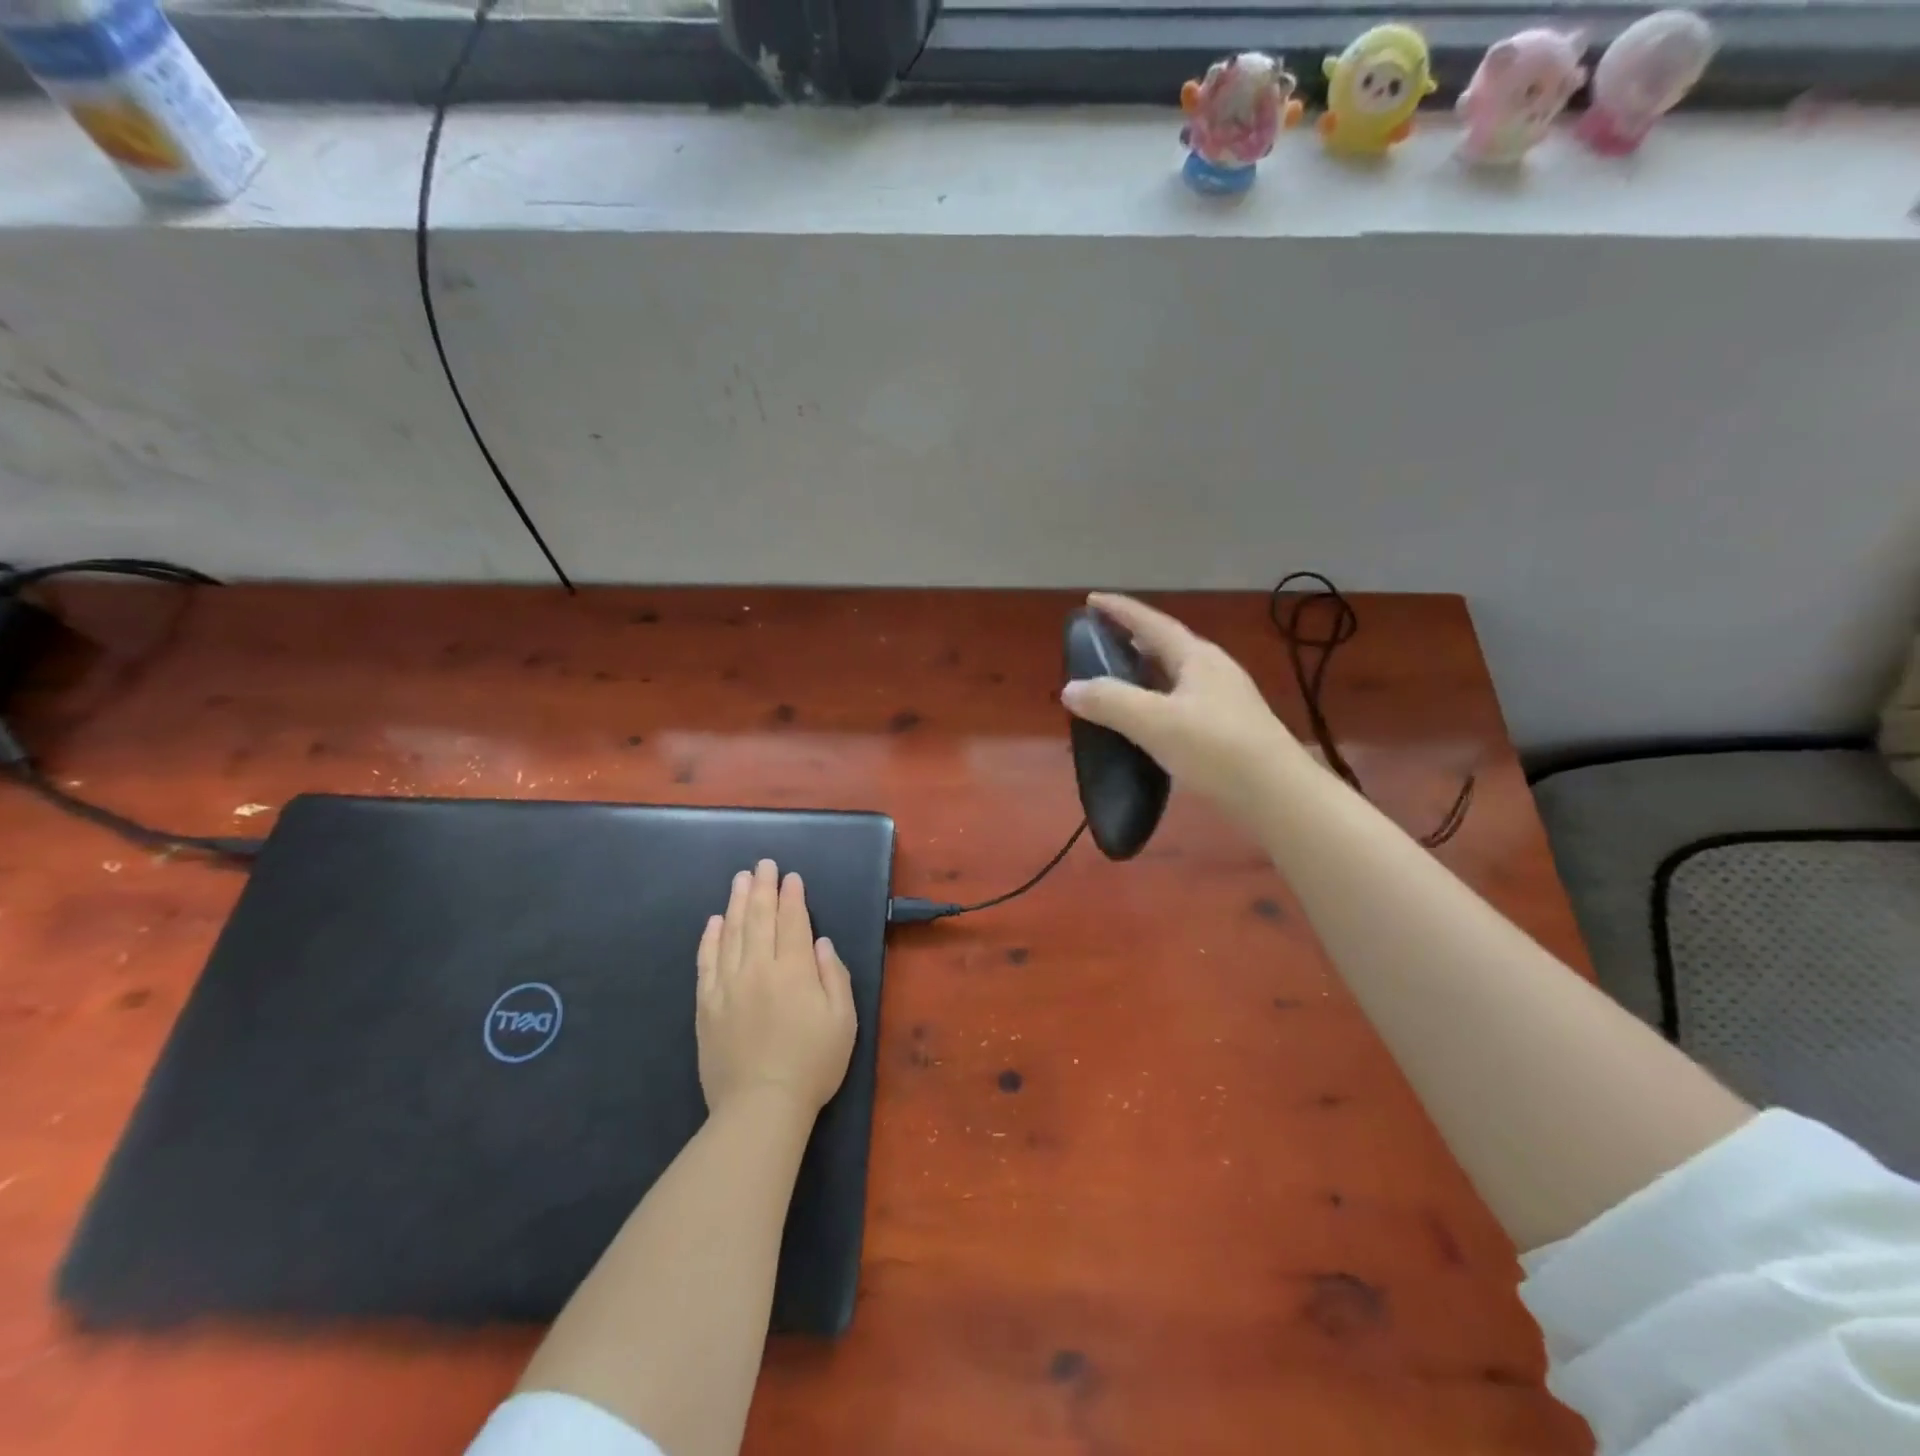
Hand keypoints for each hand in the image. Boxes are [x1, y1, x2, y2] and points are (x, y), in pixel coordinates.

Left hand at [696, 860, 855, 1119]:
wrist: (760, 1107)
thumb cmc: (812, 1064)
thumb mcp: (843, 1020)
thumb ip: (835, 976)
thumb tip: (821, 943)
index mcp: (795, 971)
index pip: (792, 922)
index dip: (792, 896)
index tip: (791, 876)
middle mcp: (758, 969)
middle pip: (759, 918)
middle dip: (763, 887)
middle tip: (763, 864)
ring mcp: (728, 985)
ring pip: (731, 933)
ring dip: (736, 902)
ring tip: (740, 879)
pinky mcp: (706, 1005)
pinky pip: (706, 961)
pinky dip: (710, 937)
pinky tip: (714, 921)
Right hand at [1061, 592, 1302, 821]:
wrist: (1277, 796)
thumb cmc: (1216, 749)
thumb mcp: (1155, 722)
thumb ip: (1110, 702)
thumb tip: (1071, 688)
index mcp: (1196, 658)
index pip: (1151, 623)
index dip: (1120, 610)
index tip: (1091, 600)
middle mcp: (1212, 671)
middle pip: (1165, 646)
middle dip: (1131, 641)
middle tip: (1098, 643)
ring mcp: (1224, 701)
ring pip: (1174, 677)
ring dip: (1143, 674)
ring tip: (1114, 681)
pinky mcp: (1227, 730)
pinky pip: (1181, 704)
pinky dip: (1155, 703)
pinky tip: (1144, 723)